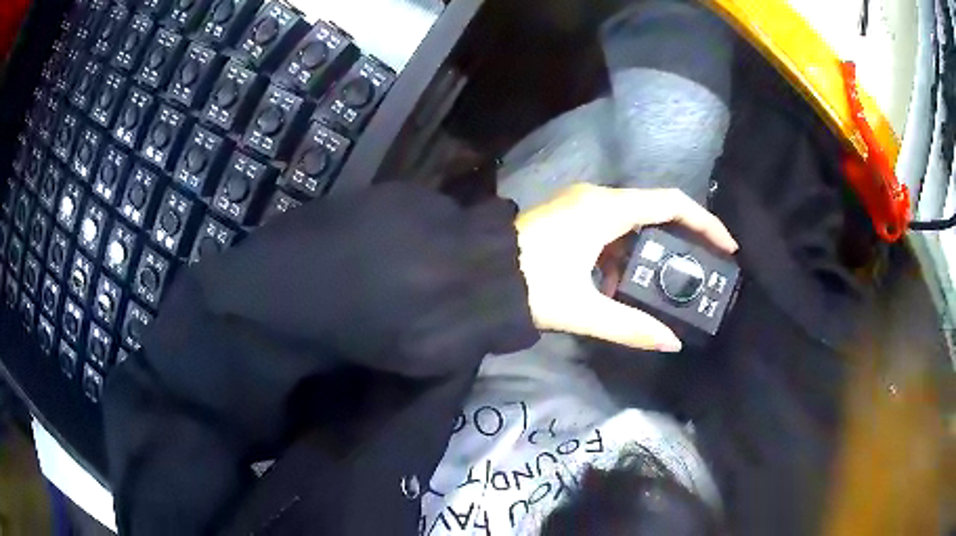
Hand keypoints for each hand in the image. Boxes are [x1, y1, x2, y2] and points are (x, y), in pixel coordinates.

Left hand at [516, 183, 737, 351]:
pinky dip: (621, 254)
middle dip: (680, 240)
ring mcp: (580, 204)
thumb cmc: (528, 286)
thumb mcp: (583, 310)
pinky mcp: (569, 215)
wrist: (474, 274)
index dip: (705, 223)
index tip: (726, 247)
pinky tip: (616, 286)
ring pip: (631, 222)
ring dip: (647, 252)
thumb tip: (670, 342)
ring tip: (659, 287)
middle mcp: (597, 197)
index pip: (671, 204)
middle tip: (700, 269)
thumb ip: (630, 327)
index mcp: (605, 209)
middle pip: (655, 210)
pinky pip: (609, 229)